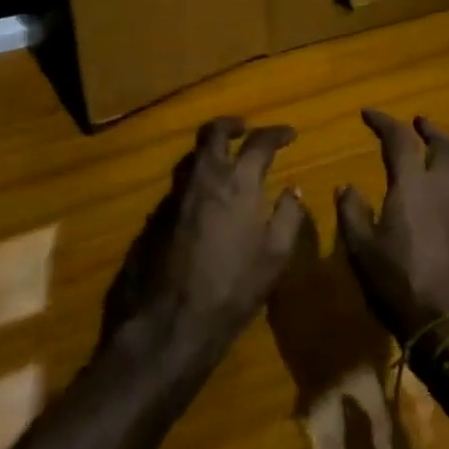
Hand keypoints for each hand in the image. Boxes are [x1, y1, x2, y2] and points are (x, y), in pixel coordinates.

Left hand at [100, 118, 309, 370]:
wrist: (168, 323)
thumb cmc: (232, 289)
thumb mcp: (274, 256)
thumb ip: (288, 216)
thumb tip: (293, 189)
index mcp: (238, 182)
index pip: (259, 142)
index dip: (277, 133)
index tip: (289, 134)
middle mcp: (204, 178)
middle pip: (214, 133)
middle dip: (232, 125)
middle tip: (246, 128)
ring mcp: (175, 196)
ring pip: (192, 157)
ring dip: (211, 151)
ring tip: (226, 162)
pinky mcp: (155, 217)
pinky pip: (180, 186)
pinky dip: (196, 182)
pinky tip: (205, 202)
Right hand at [335, 111, 448, 345]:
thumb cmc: (397, 284)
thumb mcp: (361, 250)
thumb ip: (352, 212)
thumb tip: (346, 186)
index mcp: (413, 185)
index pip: (399, 138)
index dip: (383, 121)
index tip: (367, 114)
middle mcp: (444, 187)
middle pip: (444, 144)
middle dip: (428, 129)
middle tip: (416, 123)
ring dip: (444, 156)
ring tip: (430, 158)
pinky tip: (445, 202)